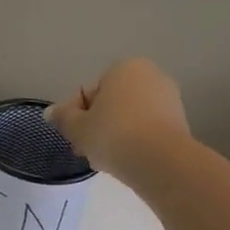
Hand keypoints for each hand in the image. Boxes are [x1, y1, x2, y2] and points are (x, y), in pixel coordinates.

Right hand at [45, 57, 191, 185]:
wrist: (159, 160)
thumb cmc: (113, 135)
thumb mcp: (78, 128)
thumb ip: (63, 118)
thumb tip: (49, 112)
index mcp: (123, 68)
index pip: (89, 93)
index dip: (76, 117)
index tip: (74, 139)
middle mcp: (149, 75)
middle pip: (112, 104)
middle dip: (98, 126)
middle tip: (88, 151)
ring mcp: (168, 98)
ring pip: (130, 118)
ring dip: (116, 135)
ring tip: (108, 160)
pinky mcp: (179, 121)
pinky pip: (147, 130)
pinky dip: (136, 142)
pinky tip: (128, 161)